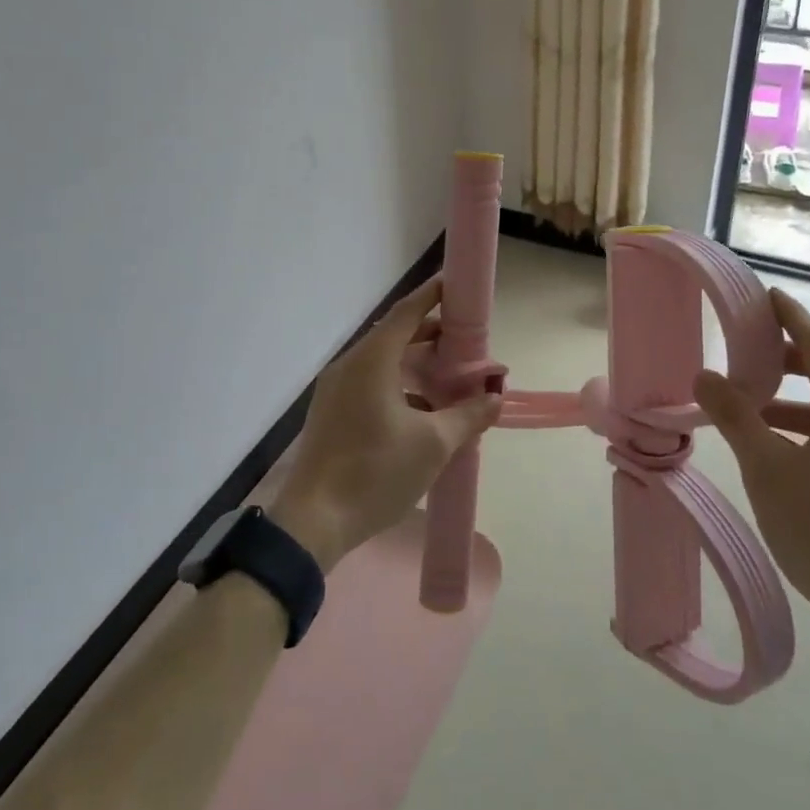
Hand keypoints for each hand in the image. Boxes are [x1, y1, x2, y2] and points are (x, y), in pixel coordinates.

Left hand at [271, 278, 501, 571]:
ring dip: (415, 362)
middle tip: (466, 343)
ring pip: (382, 361)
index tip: (456, 287)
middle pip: (394, 335)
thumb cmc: (376, 473)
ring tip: (449, 376)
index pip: (406, 312)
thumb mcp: (433, 445)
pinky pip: (369, 382)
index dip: (433, 296)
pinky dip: (398, 383)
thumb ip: (468, 415)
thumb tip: (496, 397)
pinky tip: (422, 409)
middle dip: (431, 335)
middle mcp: (350, 365)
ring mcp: (336, 390)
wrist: (313, 523)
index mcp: (371, 361)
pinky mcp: (331, 412)